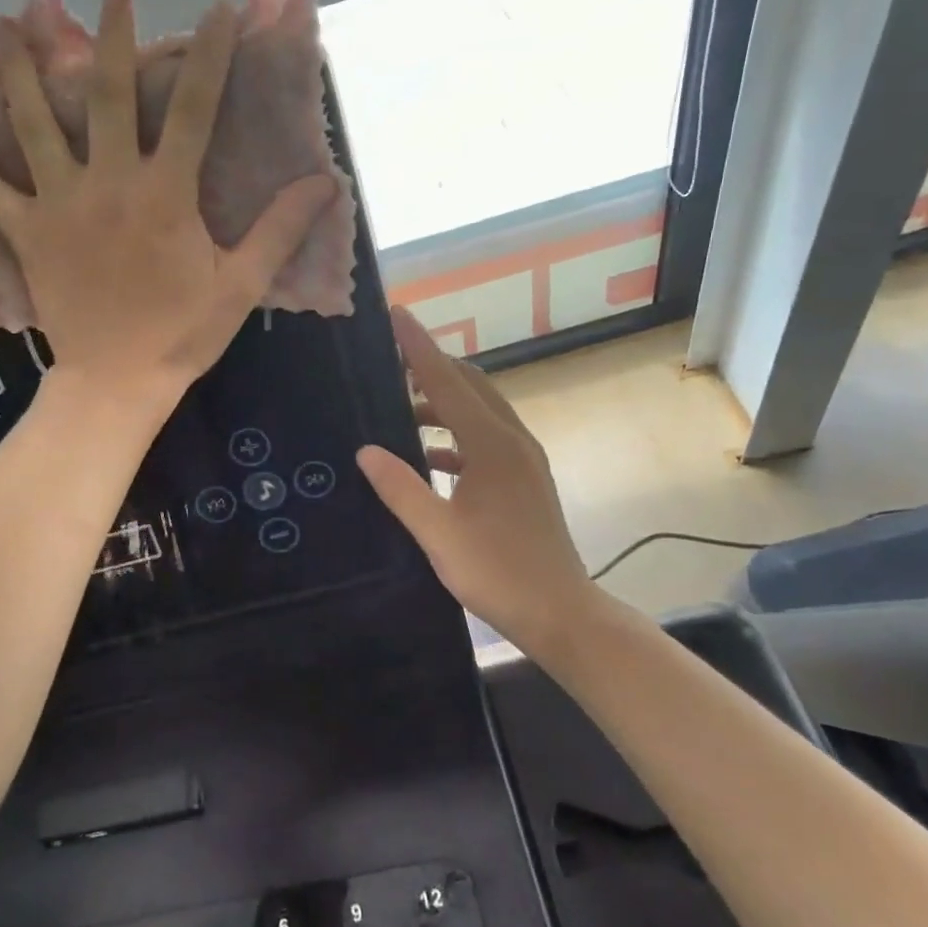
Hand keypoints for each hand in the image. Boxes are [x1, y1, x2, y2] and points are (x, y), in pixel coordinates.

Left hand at [0, 0, 337, 410]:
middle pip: (106, 95)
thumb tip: (325, 183)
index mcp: (165, 193)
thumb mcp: (241, 284)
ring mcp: (59, 205)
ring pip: (32, 124)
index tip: (219, 10)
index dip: (210, 56)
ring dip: (19, 69)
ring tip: (6, 21)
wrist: (117, 381)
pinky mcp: (26, 234)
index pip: (195, 109)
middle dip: (112, 37)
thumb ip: (278, 229)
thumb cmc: (182, 334)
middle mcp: (108, 183)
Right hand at [357, 308, 600, 659]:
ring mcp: (523, 459)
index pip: (447, 382)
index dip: (418, 348)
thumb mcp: (438, 533)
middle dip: (431, 368)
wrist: (561, 612)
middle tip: (390, 362)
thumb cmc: (497, 572)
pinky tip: (428, 458)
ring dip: (442, 404)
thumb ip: (400, 488)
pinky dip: (455, 436)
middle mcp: (512, 440)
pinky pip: (485, 438)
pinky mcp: (524, 478)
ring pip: (479, 411)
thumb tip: (366, 449)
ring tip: (401, 410)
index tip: (397, 314)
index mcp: (492, 445)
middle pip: (469, 385)